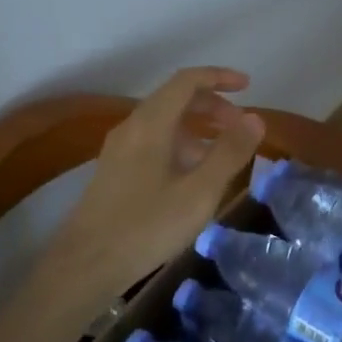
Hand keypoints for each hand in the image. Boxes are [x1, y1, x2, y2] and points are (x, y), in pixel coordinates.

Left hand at [43, 67, 264, 307]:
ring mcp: (119, 149)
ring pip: (164, 122)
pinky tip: (192, 177)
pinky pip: (153, 141)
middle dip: (212, 106)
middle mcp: (132, 126)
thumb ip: (229, 152)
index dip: (219, 77)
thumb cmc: (147, 226)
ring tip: (222, 156)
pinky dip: (180, 145)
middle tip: (240, 127)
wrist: (85, 265)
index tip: (248, 87)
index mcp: (151, 123)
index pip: (187, 81)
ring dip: (197, 128)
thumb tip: (255, 118)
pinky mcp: (114, 170)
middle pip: (175, 98)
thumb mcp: (199, 192)